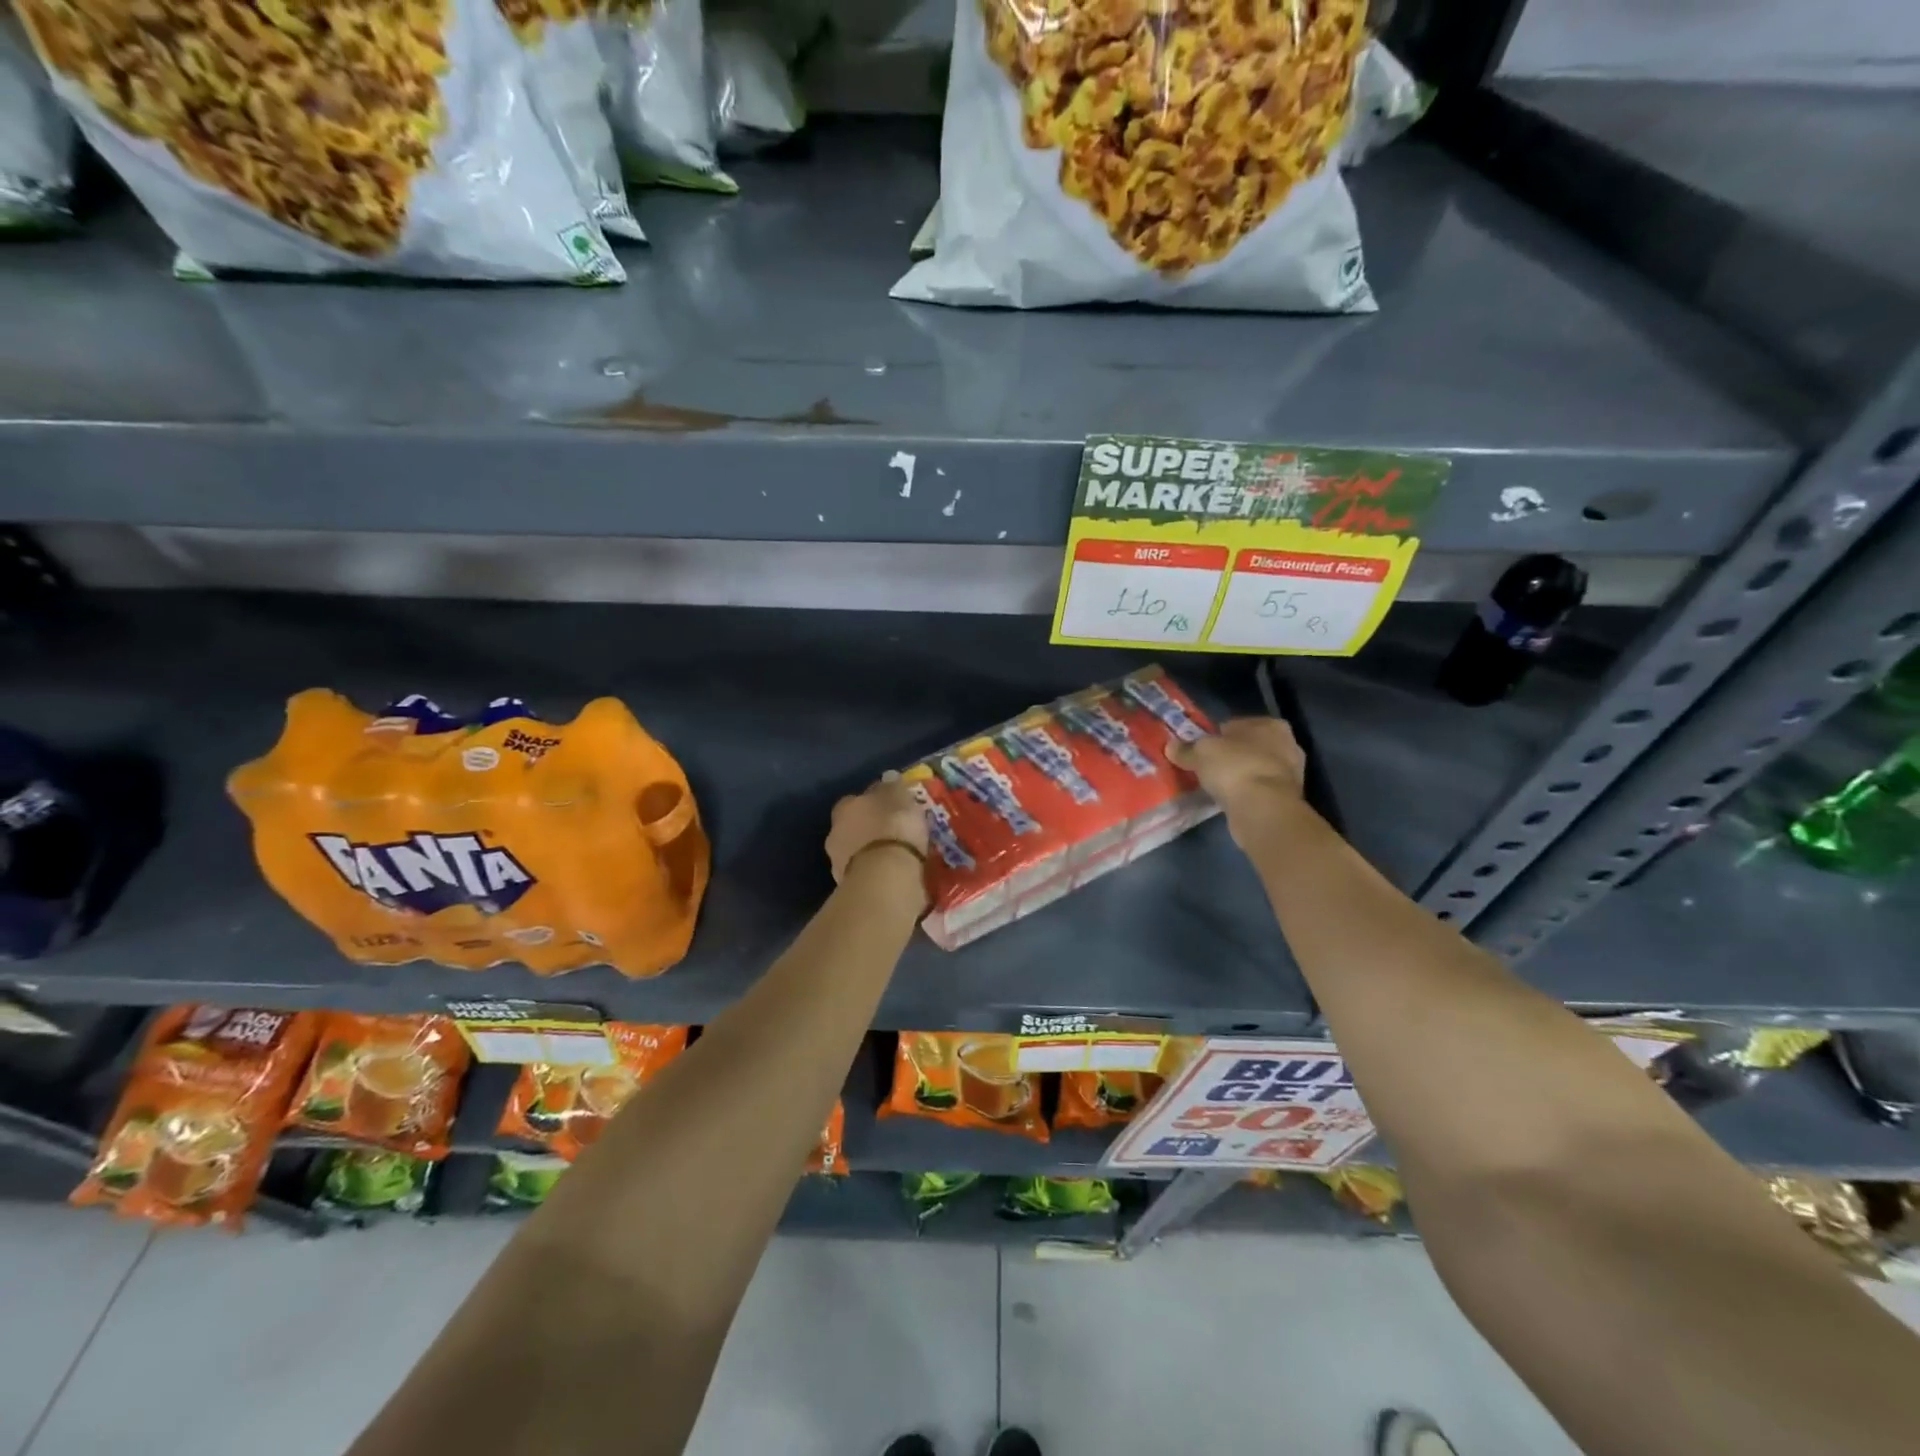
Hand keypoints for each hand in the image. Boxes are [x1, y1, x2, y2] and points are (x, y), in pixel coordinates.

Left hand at [826, 776, 930, 888]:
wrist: (884, 877)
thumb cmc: (893, 827)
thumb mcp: (899, 796)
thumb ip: (892, 786)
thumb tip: (887, 778)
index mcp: (845, 807)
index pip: (856, 800)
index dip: (873, 803)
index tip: (891, 808)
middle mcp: (835, 832)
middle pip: (853, 826)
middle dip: (870, 829)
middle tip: (894, 833)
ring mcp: (838, 863)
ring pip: (857, 852)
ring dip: (872, 853)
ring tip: (896, 857)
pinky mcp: (849, 888)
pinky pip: (865, 874)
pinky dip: (876, 873)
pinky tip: (892, 875)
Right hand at [1168, 717, 1307, 842]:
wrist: (1263, 810)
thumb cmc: (1235, 768)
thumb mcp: (1201, 752)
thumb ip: (1186, 749)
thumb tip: (1171, 746)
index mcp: (1271, 724)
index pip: (1236, 725)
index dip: (1215, 736)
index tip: (1200, 749)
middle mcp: (1287, 744)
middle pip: (1248, 747)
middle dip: (1229, 756)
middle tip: (1206, 767)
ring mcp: (1291, 773)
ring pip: (1254, 769)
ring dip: (1238, 776)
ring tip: (1216, 785)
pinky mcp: (1287, 798)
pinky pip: (1258, 790)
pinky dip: (1246, 793)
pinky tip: (1229, 799)